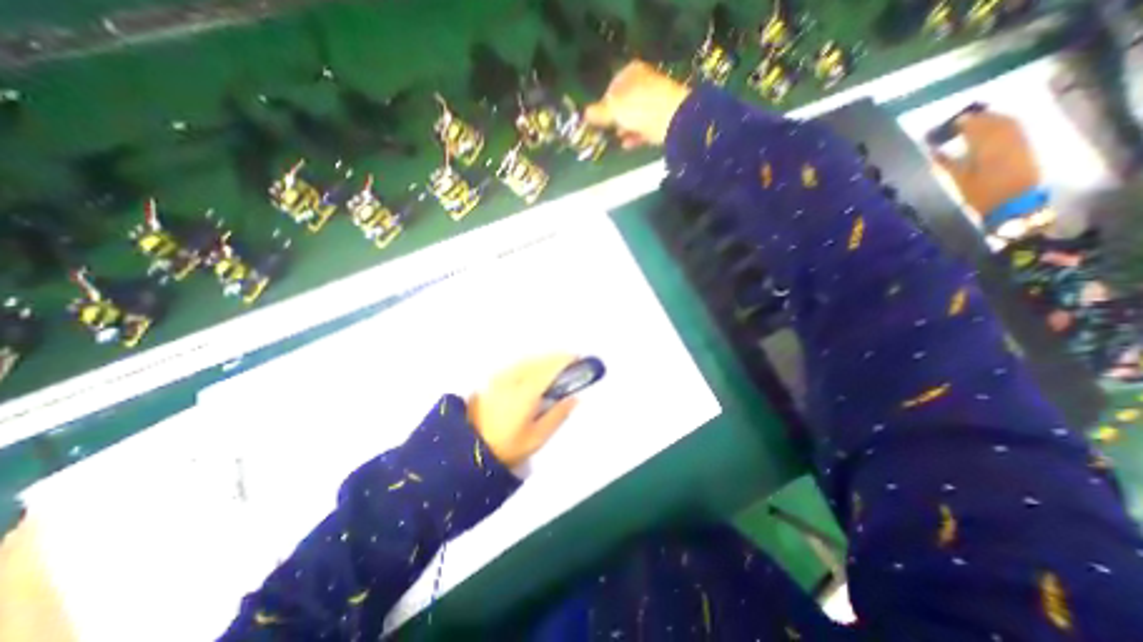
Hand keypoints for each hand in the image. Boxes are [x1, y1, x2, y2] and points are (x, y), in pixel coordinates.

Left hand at [470, 355, 581, 464]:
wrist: (468, 450)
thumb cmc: (506, 447)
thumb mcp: (536, 438)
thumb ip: (557, 415)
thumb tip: (574, 398)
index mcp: (526, 392)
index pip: (550, 369)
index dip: (566, 361)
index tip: (580, 359)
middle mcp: (514, 379)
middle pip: (540, 361)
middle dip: (557, 358)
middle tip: (573, 362)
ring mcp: (502, 378)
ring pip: (528, 360)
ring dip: (545, 359)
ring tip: (557, 365)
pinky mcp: (494, 380)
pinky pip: (519, 364)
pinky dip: (532, 362)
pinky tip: (536, 369)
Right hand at [583, 61, 691, 148]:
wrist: (673, 119)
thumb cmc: (640, 107)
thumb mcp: (615, 108)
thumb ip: (600, 112)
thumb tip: (585, 113)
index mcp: (631, 72)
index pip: (611, 87)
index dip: (603, 104)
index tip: (597, 119)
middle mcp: (643, 82)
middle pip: (623, 103)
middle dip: (614, 119)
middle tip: (605, 132)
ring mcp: (654, 100)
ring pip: (633, 116)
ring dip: (624, 128)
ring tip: (614, 140)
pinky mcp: (661, 118)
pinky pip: (643, 128)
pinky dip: (634, 136)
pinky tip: (626, 145)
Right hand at [928, 109, 1041, 217]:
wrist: (1012, 202)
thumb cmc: (979, 193)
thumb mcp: (957, 179)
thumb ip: (946, 162)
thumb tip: (933, 150)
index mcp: (985, 146)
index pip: (975, 126)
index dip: (962, 122)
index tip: (949, 123)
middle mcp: (1005, 138)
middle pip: (993, 120)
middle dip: (978, 118)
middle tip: (961, 121)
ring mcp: (1019, 140)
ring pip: (1007, 122)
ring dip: (992, 119)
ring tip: (976, 123)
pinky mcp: (1026, 145)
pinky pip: (1015, 128)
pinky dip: (1003, 125)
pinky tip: (993, 129)